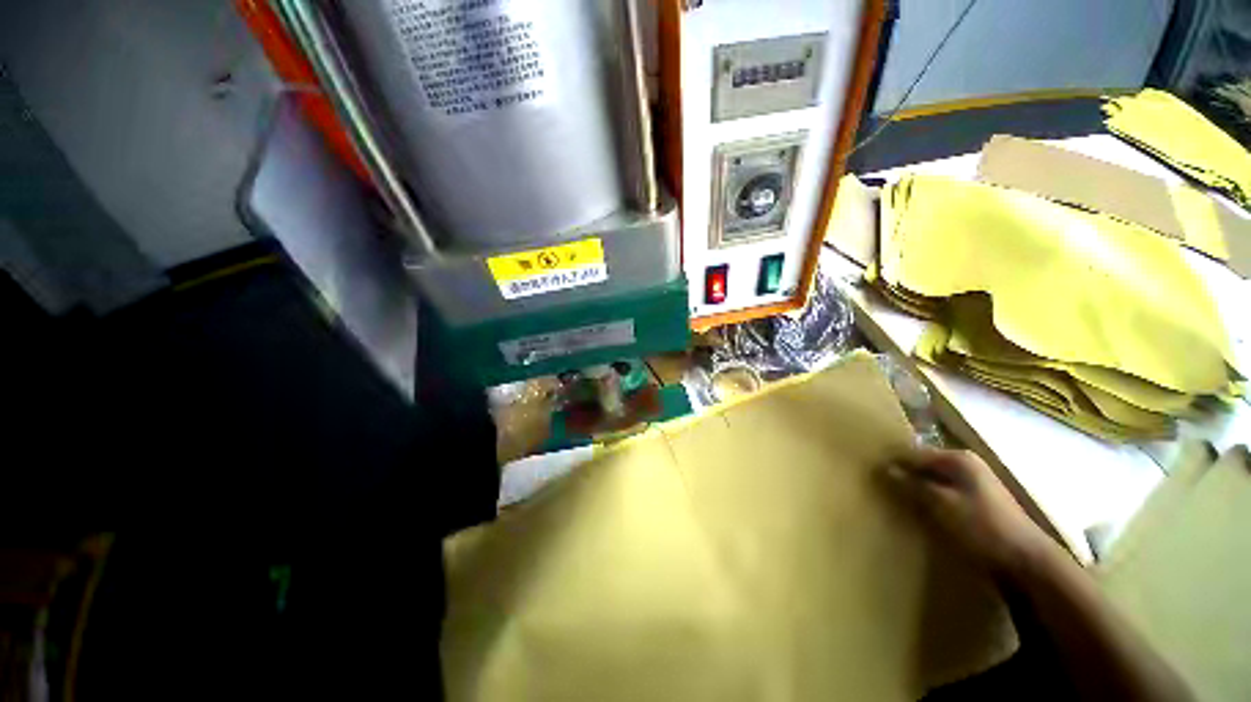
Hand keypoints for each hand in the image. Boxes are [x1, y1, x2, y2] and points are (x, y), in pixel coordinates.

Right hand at [884, 447, 1056, 577]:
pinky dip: (931, 500)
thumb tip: (885, 468)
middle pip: (925, 465)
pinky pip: (945, 494)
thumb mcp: (941, 505)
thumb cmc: (982, 527)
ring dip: (917, 489)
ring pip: (934, 481)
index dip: (893, 462)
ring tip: (896, 500)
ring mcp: (975, 484)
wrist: (1027, 562)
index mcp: (958, 459)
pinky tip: (921, 513)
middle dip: (904, 475)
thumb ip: (912, 485)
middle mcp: (967, 465)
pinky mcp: (979, 503)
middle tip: (880, 486)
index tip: (871, 472)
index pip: (913, 453)